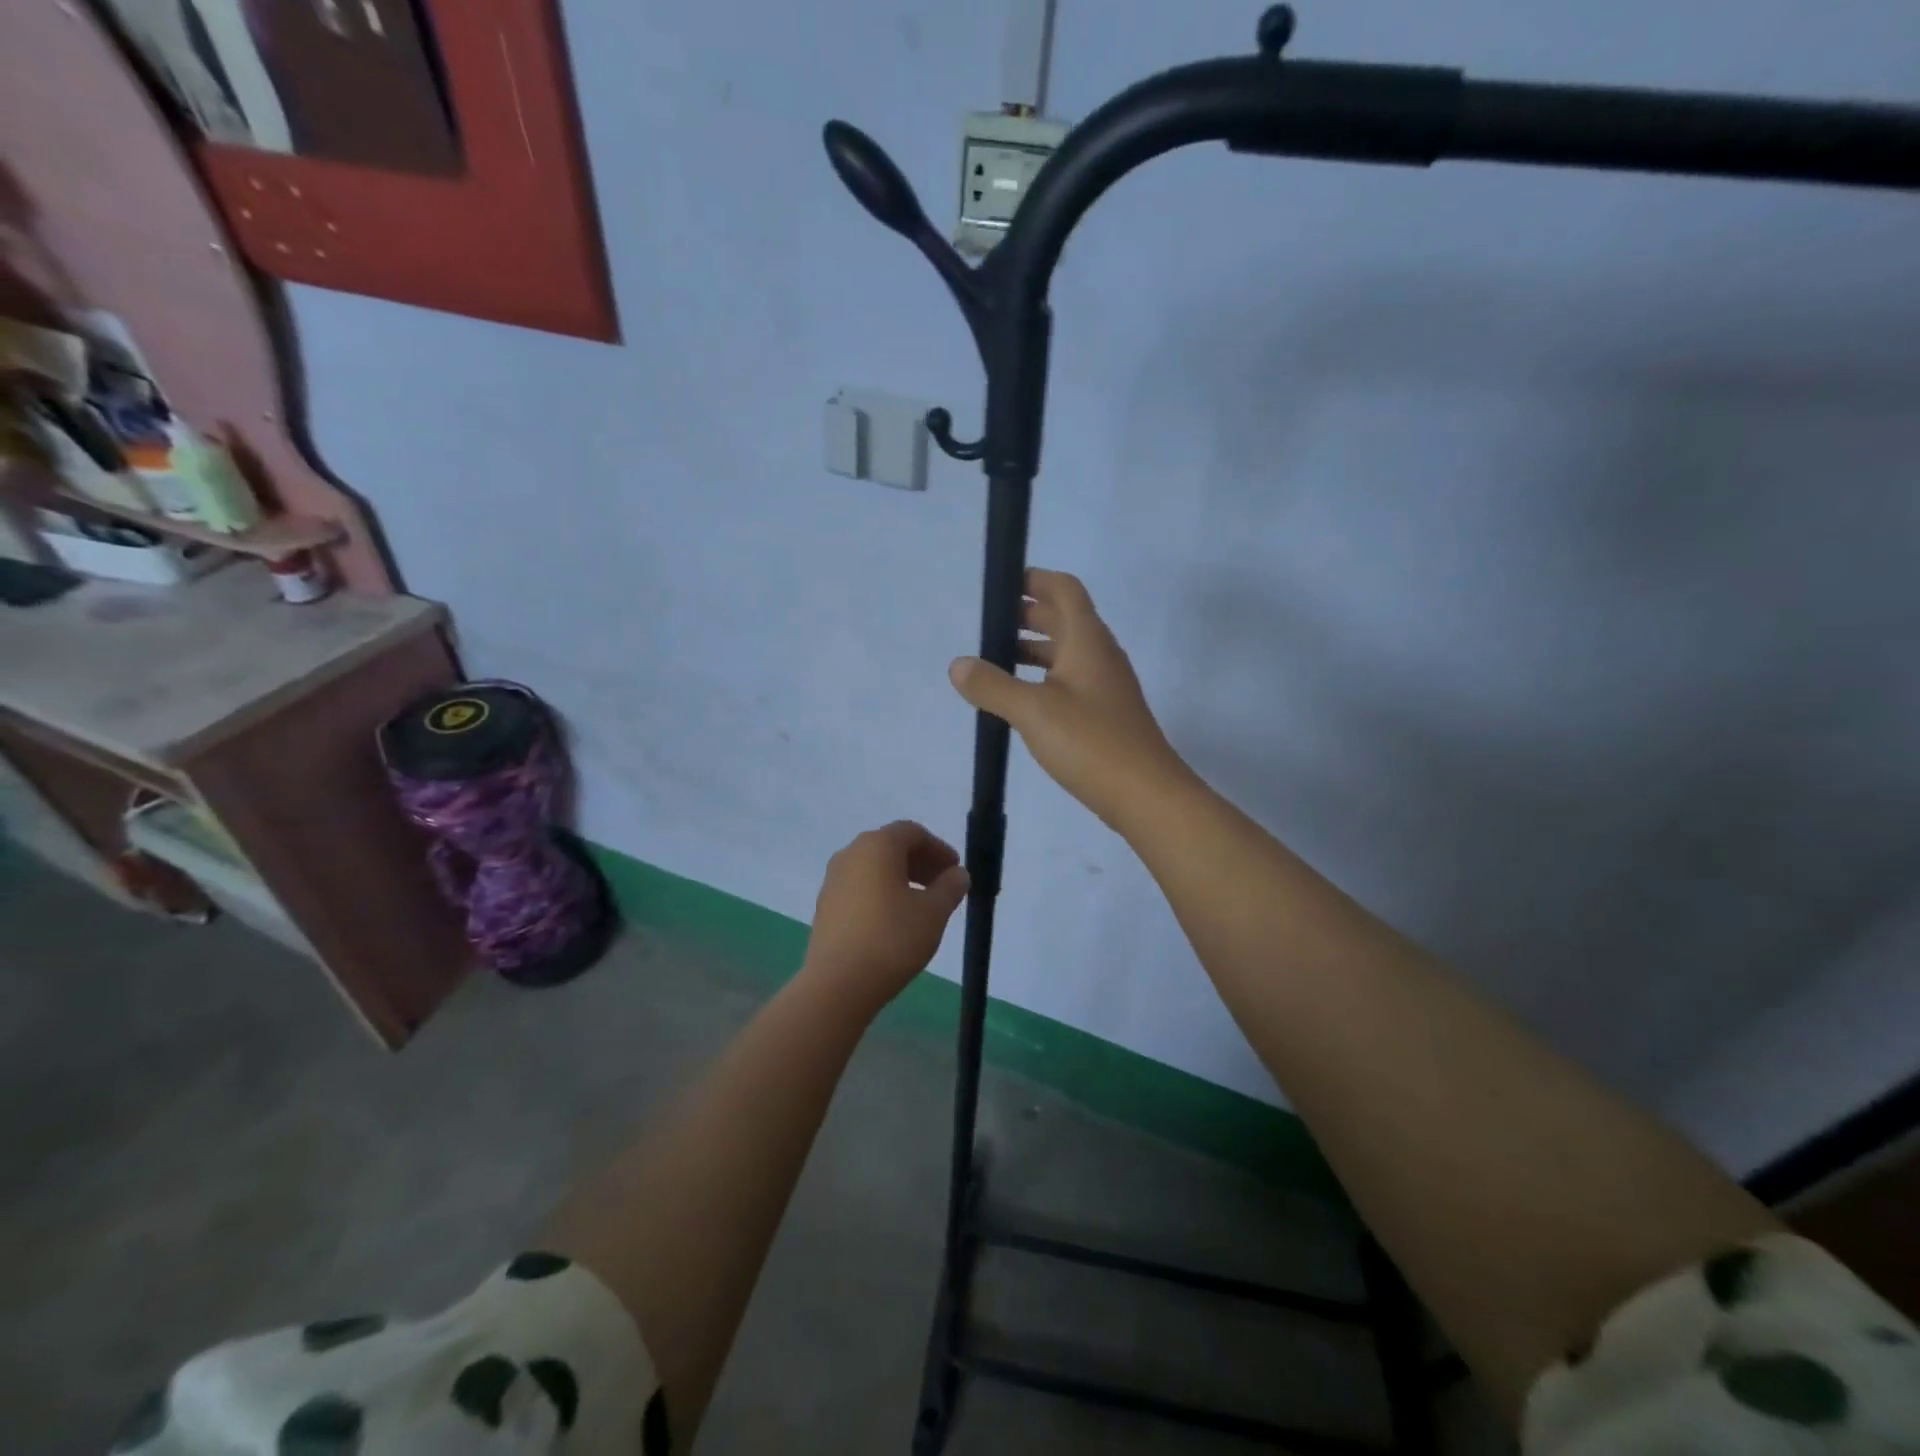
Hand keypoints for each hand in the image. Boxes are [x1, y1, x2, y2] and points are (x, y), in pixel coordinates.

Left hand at [802, 821, 969, 1010]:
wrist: (838, 984)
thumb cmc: (892, 940)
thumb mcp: (933, 913)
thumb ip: (950, 887)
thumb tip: (958, 874)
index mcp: (877, 846)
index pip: (912, 832)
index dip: (938, 848)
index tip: (955, 870)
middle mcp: (851, 853)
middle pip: (891, 846)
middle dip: (920, 862)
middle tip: (943, 886)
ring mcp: (833, 879)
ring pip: (874, 867)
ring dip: (901, 878)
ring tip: (922, 905)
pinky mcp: (825, 905)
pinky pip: (859, 886)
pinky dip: (881, 892)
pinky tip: (895, 920)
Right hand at [949, 568, 1191, 830]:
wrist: (1146, 795)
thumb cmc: (1090, 742)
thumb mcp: (1032, 711)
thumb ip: (992, 686)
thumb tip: (958, 665)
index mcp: (1087, 641)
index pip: (1064, 589)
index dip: (1034, 580)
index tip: (1001, 587)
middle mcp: (1100, 655)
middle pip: (1064, 618)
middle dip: (1027, 616)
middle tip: (988, 627)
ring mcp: (1106, 686)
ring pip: (1067, 653)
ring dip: (1034, 649)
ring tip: (996, 662)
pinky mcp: (1105, 714)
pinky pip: (1070, 681)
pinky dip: (1044, 678)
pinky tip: (1022, 700)